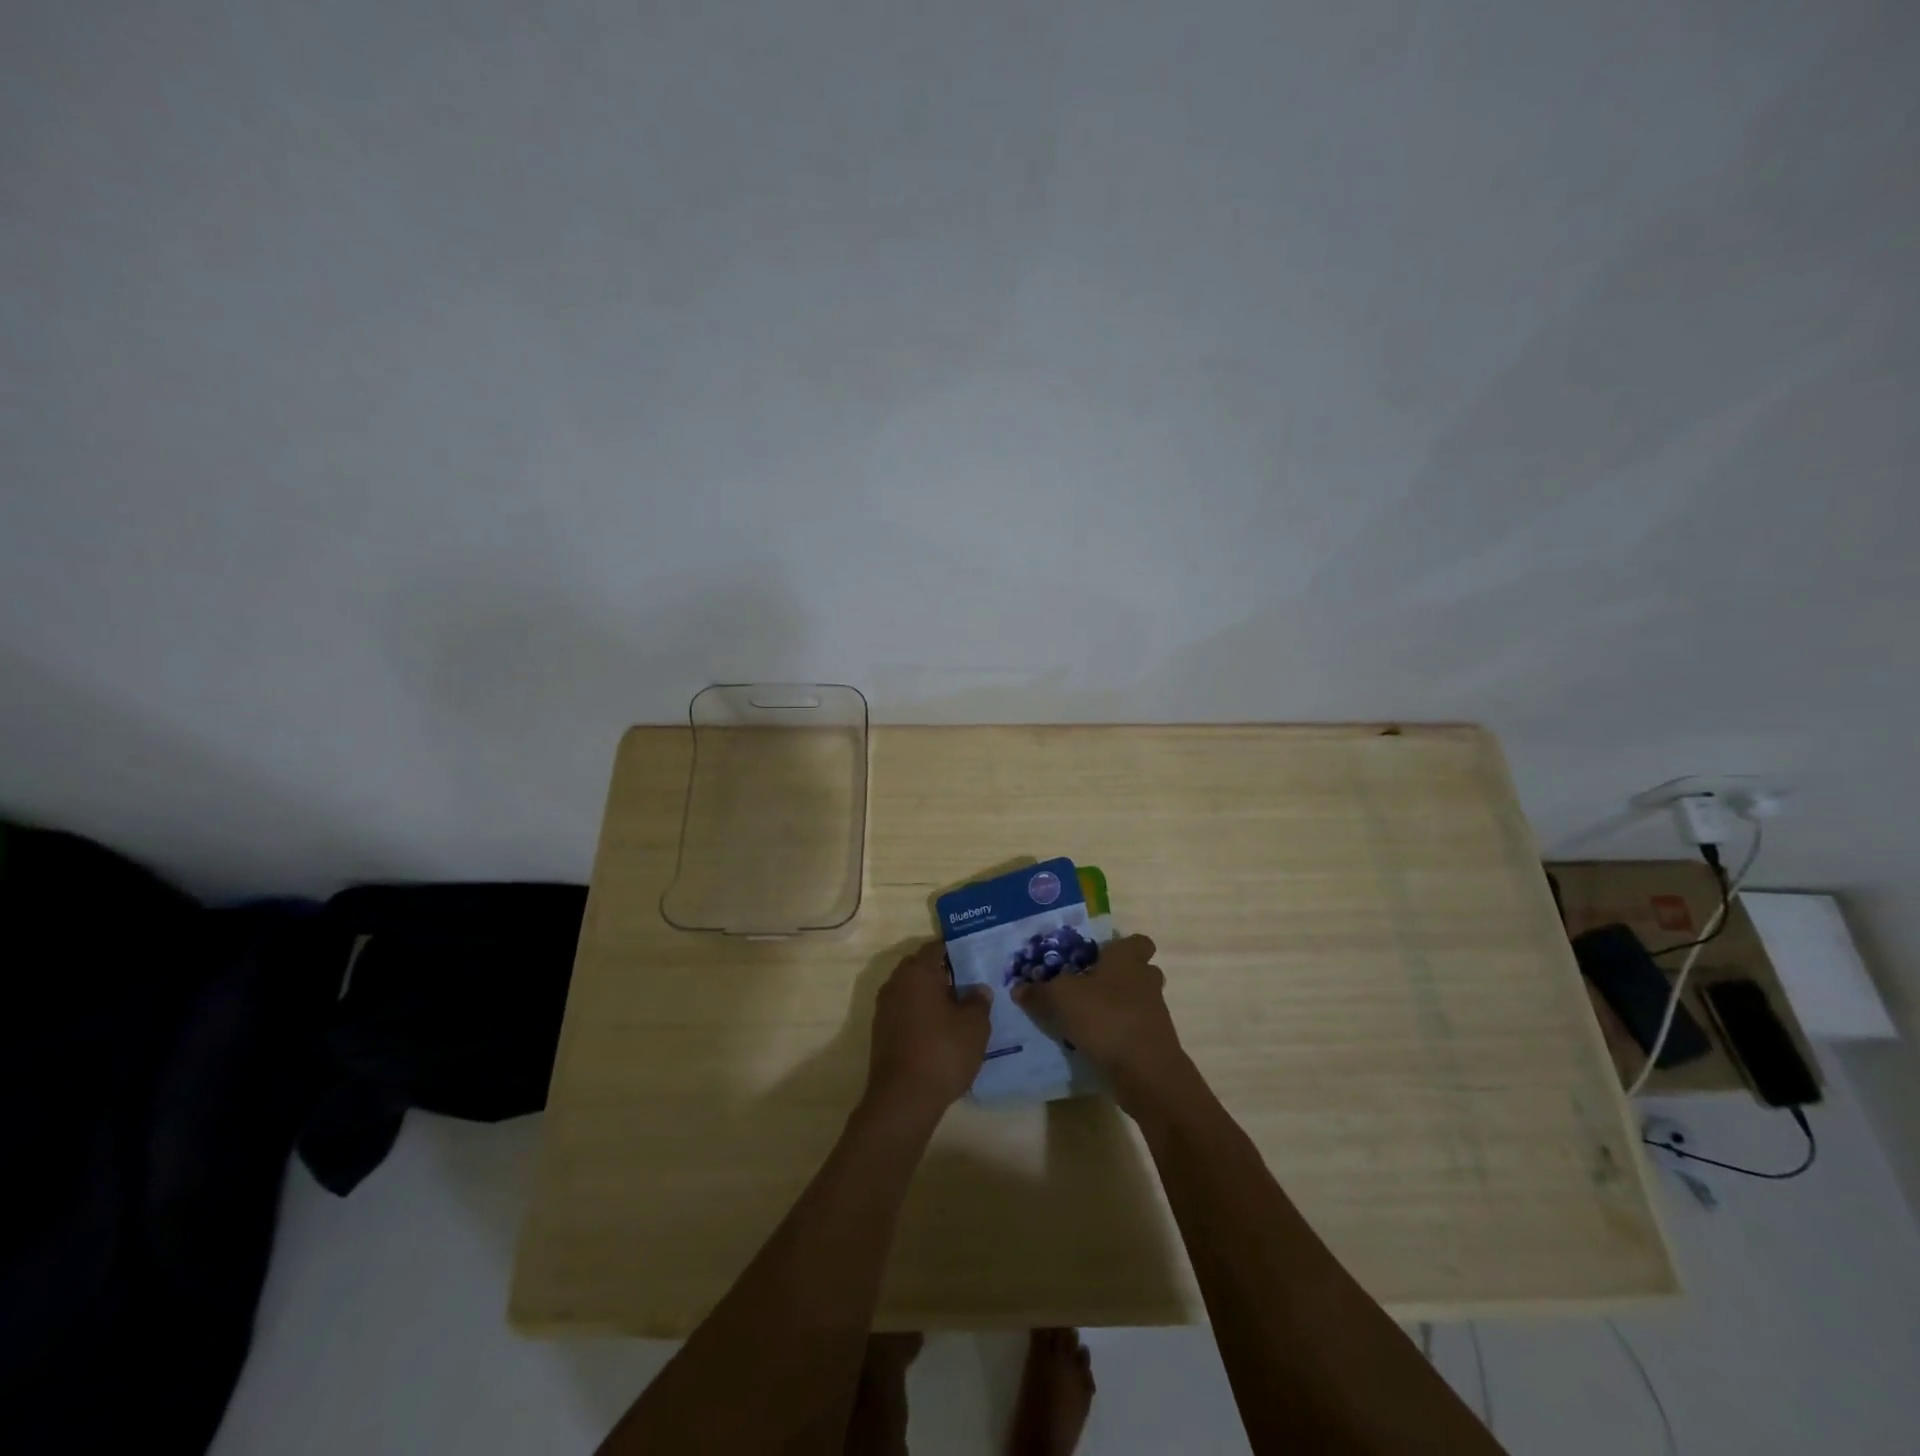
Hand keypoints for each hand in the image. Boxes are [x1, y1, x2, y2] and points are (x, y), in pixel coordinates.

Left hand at [863, 940, 991, 1125]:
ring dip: (930, 996)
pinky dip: (920, 1015)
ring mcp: (884, 1009)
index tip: (973, 959)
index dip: (955, 951)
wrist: (903, 1099)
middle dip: (942, 973)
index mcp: (917, 972)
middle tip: (968, 985)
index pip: (936, 948)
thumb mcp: (974, 1025)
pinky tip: (939, 1032)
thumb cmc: (942, 1052)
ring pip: (911, 991)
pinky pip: (904, 1012)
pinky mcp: (881, 1033)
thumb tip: (977, 989)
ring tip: (957, 1011)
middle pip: (920, 968)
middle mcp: (896, 983)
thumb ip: (978, 1001)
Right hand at [1012, 934, 1193, 1115]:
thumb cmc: (1105, 1018)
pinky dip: (1116, 1034)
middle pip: (1137, 972)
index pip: (1137, 942)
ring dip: (1115, 1007)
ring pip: (1136, 1001)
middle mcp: (1145, 981)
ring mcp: (1154, 1013)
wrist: (1146, 1073)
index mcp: (1127, 960)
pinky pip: (1133, 1029)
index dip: (1120, 947)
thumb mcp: (1060, 999)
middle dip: (1116, 978)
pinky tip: (1092, 1043)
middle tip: (1086, 986)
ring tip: (1083, 1018)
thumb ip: (1038, 992)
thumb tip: (1018, 988)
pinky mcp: (1154, 1043)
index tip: (1097, 956)